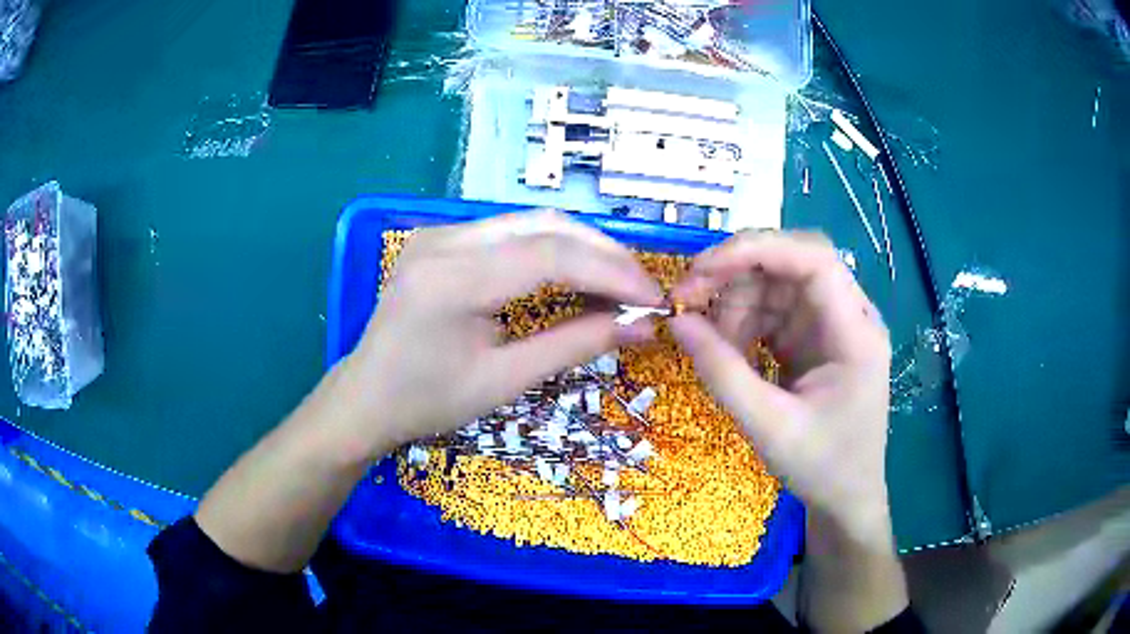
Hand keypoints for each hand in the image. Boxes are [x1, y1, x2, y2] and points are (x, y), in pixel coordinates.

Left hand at [335, 210, 663, 457]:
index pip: (551, 255)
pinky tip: (574, 275)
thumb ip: (574, 345)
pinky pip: (510, 234)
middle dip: (604, 255)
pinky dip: (551, 251)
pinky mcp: (441, 239)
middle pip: (545, 226)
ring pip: (531, 223)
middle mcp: (445, 240)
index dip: (612, 273)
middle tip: (641, 290)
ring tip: (617, 285)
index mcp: (453, 280)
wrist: (366, 397)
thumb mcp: (504, 381)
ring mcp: (440, 233)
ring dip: (582, 249)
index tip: (653, 299)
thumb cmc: (428, 401)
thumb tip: (640, 327)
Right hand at [669, 231, 892, 536]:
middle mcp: (850, 316)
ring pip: (777, 283)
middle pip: (792, 262)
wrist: (847, 498)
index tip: (702, 269)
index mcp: (856, 333)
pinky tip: (727, 348)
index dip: (757, 250)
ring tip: (707, 339)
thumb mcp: (768, 427)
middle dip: (736, 272)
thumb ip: (722, 372)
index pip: (814, 259)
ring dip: (734, 301)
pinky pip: (774, 309)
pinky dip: (743, 321)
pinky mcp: (815, 337)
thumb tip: (676, 321)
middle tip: (686, 298)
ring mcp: (832, 324)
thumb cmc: (821, 467)